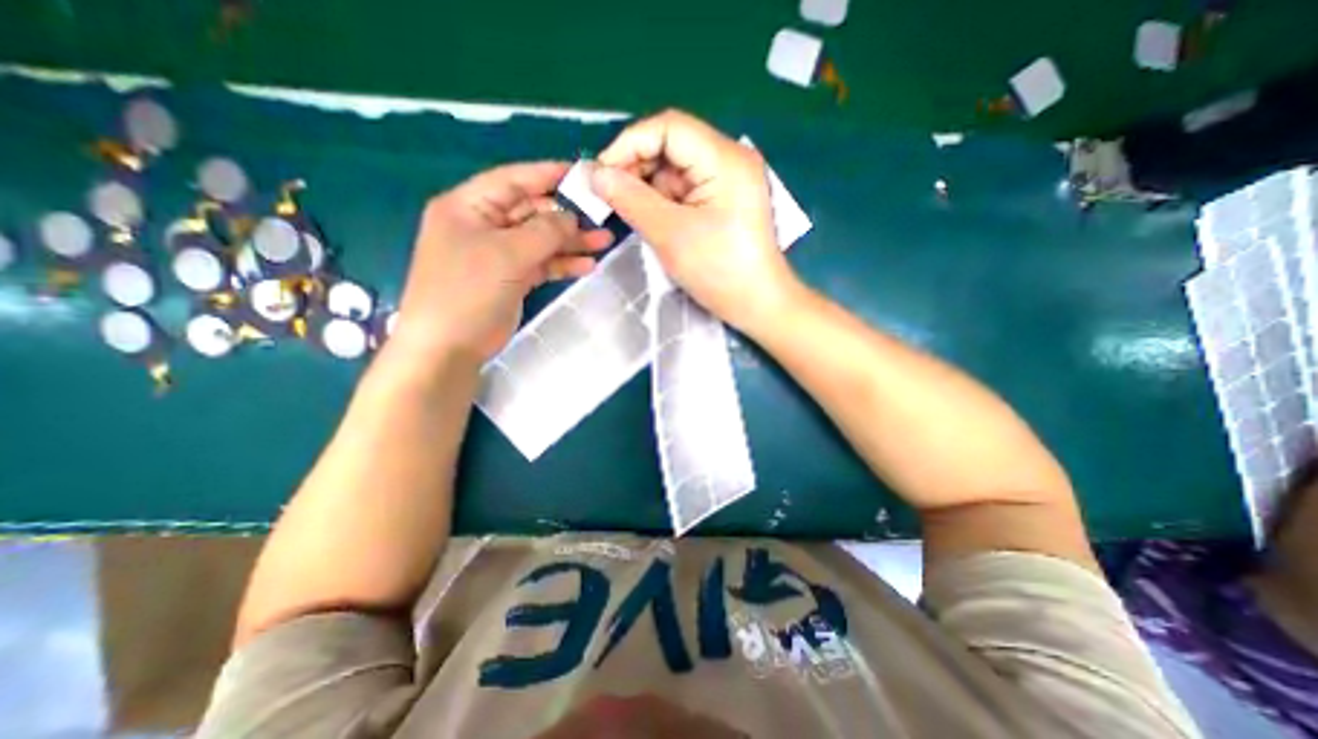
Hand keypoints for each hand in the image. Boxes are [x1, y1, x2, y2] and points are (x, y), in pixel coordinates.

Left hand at [394, 165, 615, 365]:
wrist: (449, 346)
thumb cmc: (469, 290)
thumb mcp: (508, 254)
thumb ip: (545, 231)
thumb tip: (572, 217)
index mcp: (469, 206)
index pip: (514, 180)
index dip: (549, 174)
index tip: (585, 174)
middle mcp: (483, 225)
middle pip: (532, 212)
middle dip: (567, 216)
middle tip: (603, 218)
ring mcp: (497, 254)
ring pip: (540, 240)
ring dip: (571, 242)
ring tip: (605, 242)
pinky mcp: (510, 278)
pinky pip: (540, 264)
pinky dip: (562, 264)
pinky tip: (587, 265)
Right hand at [589, 110, 796, 334]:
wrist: (757, 304)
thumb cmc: (718, 271)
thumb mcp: (669, 234)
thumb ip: (630, 199)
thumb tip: (594, 174)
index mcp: (724, 159)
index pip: (668, 128)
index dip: (629, 144)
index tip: (601, 175)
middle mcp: (729, 160)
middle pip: (672, 146)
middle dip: (638, 168)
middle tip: (611, 197)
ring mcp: (729, 181)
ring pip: (676, 170)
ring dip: (649, 188)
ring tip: (632, 214)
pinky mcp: (725, 200)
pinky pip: (686, 189)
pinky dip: (665, 201)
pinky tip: (654, 221)